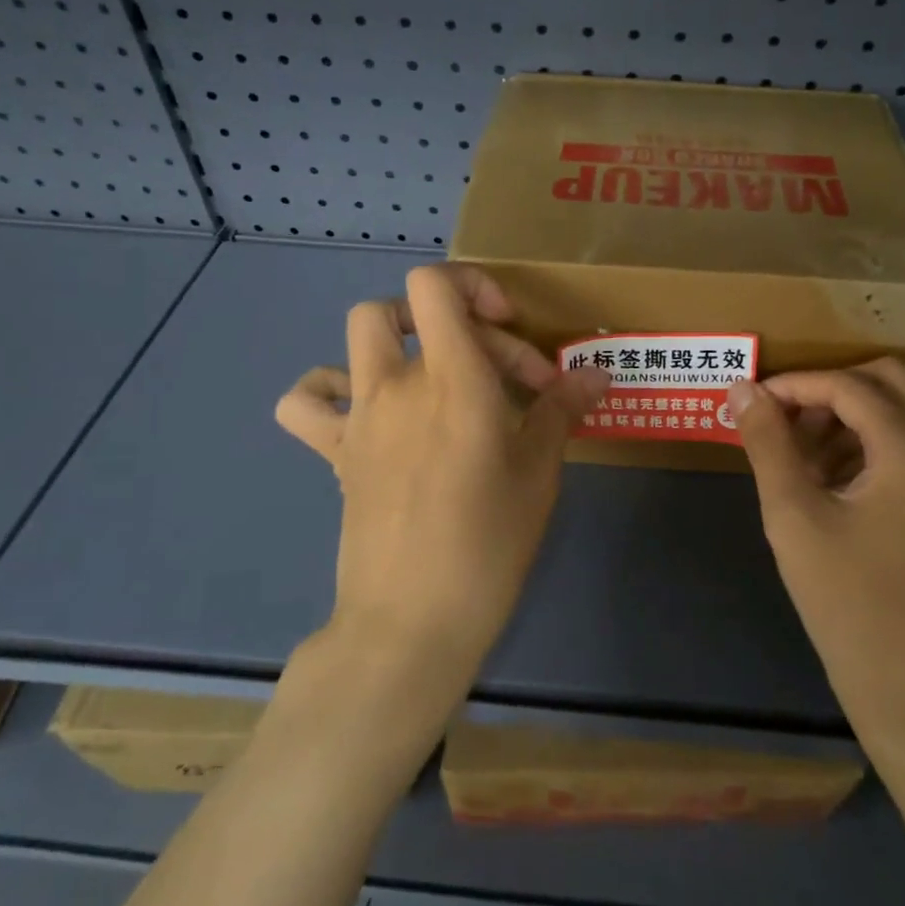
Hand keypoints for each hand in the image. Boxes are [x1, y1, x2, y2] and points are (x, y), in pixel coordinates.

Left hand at [276, 264, 609, 700]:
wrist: (411, 620)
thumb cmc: (488, 544)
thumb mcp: (539, 473)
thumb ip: (562, 410)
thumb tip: (596, 374)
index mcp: (452, 379)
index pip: (434, 285)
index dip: (472, 285)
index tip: (509, 330)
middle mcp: (397, 384)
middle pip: (403, 305)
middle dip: (457, 321)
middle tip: (499, 375)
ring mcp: (359, 417)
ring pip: (357, 337)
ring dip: (396, 339)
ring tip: (432, 377)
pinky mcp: (337, 452)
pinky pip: (308, 402)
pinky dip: (329, 390)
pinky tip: (366, 410)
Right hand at [729, 360, 904, 748]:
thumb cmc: (847, 601)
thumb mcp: (794, 516)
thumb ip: (767, 443)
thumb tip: (741, 389)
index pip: (850, 386)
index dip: (796, 385)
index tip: (754, 402)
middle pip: (887, 382)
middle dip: (829, 391)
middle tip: (784, 420)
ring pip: (903, 411)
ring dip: (850, 416)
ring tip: (801, 457)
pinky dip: (872, 443)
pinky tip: (834, 481)